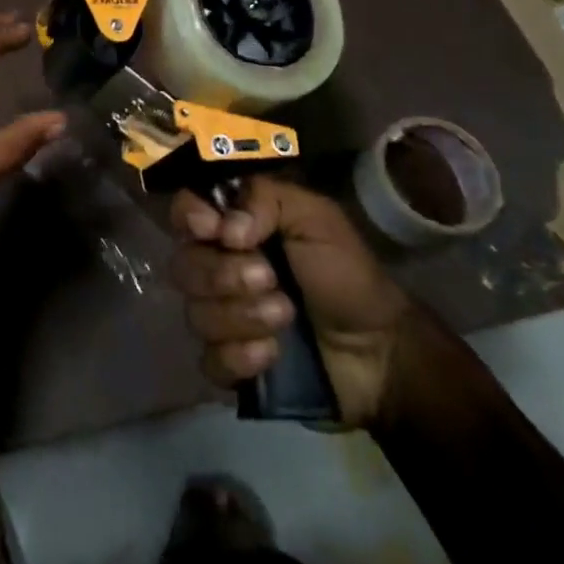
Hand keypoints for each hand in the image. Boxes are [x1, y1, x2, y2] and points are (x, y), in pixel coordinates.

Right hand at [172, 177, 410, 426]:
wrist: (380, 352)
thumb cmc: (346, 274)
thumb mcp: (315, 217)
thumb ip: (265, 200)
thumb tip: (225, 229)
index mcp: (233, 228)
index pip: (184, 211)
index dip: (189, 218)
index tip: (216, 230)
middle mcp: (217, 267)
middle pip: (184, 265)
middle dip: (224, 275)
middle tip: (270, 278)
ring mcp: (221, 318)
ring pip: (196, 314)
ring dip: (242, 316)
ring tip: (285, 316)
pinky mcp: (230, 364)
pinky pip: (209, 361)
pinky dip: (240, 358)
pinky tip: (273, 354)